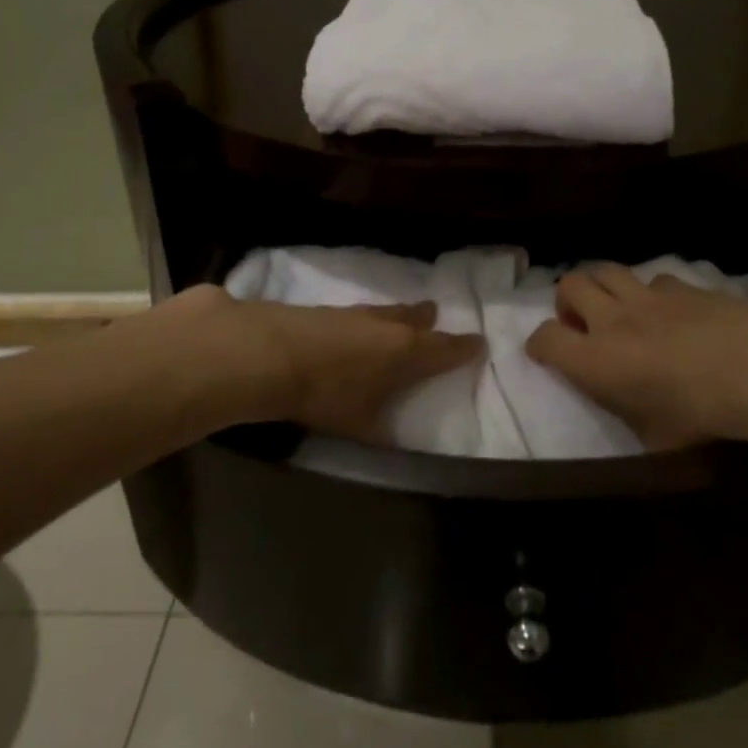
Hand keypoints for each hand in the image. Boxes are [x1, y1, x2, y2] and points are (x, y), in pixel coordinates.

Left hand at [155, 285, 483, 442]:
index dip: (462, 349)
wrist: (269, 353)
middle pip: (414, 320)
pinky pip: (356, 313)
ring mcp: (353, 314)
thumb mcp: (359, 425)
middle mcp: (384, 326)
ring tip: (401, 316)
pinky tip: (352, 328)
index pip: (443, 349)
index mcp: (404, 352)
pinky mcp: (324, 310)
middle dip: (427, 320)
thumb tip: (390, 438)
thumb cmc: (326, 394)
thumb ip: (380, 431)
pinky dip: (364, 320)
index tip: (478, 343)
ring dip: (396, 315)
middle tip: (434, 314)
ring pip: (385, 312)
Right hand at [526, 266, 747, 449]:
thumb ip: (632, 419)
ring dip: (602, 286)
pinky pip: (652, 278)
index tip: (545, 354)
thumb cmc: (697, 413)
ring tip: (615, 306)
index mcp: (595, 360)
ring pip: (606, 269)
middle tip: (582, 322)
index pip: (546, 338)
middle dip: (567, 301)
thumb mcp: (657, 439)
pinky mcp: (680, 285)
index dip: (540, 345)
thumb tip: (635, 418)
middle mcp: (611, 319)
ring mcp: (646, 296)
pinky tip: (667, 309)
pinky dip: (649, 291)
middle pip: (570, 285)